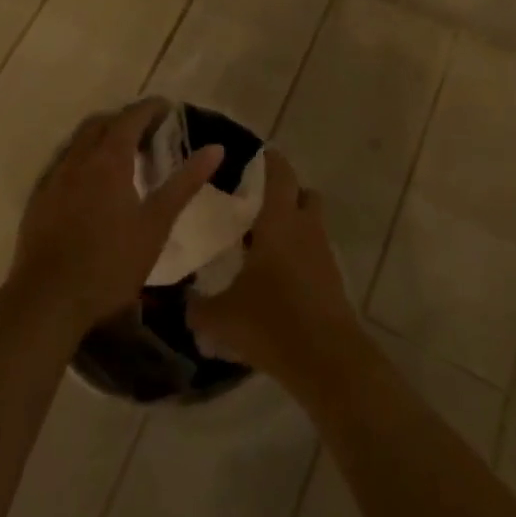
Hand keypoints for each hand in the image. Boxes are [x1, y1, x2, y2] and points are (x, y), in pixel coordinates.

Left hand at [9, 98, 223, 334]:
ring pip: (78, 141)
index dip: (150, 108)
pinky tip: (89, 184)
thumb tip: (215, 148)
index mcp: (109, 159)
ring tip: (120, 155)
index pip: (131, 117)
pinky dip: (81, 159)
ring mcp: (53, 177)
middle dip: (124, 119)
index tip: (168, 108)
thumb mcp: (156, 224)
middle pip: (101, 123)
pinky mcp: (38, 199)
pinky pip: (62, 163)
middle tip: (147, 132)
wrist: (48, 299)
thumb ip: (184, 183)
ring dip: (100, 137)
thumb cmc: (111, 262)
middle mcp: (78, 158)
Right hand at [187, 150, 360, 385]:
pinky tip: (277, 279)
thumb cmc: (271, 322)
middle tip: (258, 203)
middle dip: (286, 193)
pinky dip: (300, 257)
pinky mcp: (333, 282)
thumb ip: (197, 308)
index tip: (257, 155)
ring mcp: (323, 255)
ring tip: (263, 243)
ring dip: (294, 226)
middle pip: (304, 194)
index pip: (280, 174)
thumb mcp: (221, 318)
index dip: (271, 160)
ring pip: (312, 225)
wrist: (327, 361)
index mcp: (278, 221)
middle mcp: (305, 229)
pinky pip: (315, 255)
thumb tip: (182, 302)